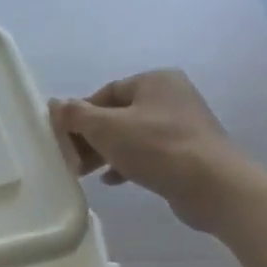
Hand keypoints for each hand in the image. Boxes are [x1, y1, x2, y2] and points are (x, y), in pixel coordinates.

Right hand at [49, 71, 244, 232]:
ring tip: (85, 172)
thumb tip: (54, 104)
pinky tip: (112, 180)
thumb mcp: (106, 128)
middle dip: (92, 137)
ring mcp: (183, 126)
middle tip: (71, 159)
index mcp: (155, 81)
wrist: (212, 186)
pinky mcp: (188, 153)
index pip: (105, 92)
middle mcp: (172, 96)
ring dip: (107, 152)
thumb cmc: (156, 148)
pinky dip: (128, 163)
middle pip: (118, 115)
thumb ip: (76, 115)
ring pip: (132, 136)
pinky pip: (149, 153)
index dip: (80, 115)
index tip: (64, 138)